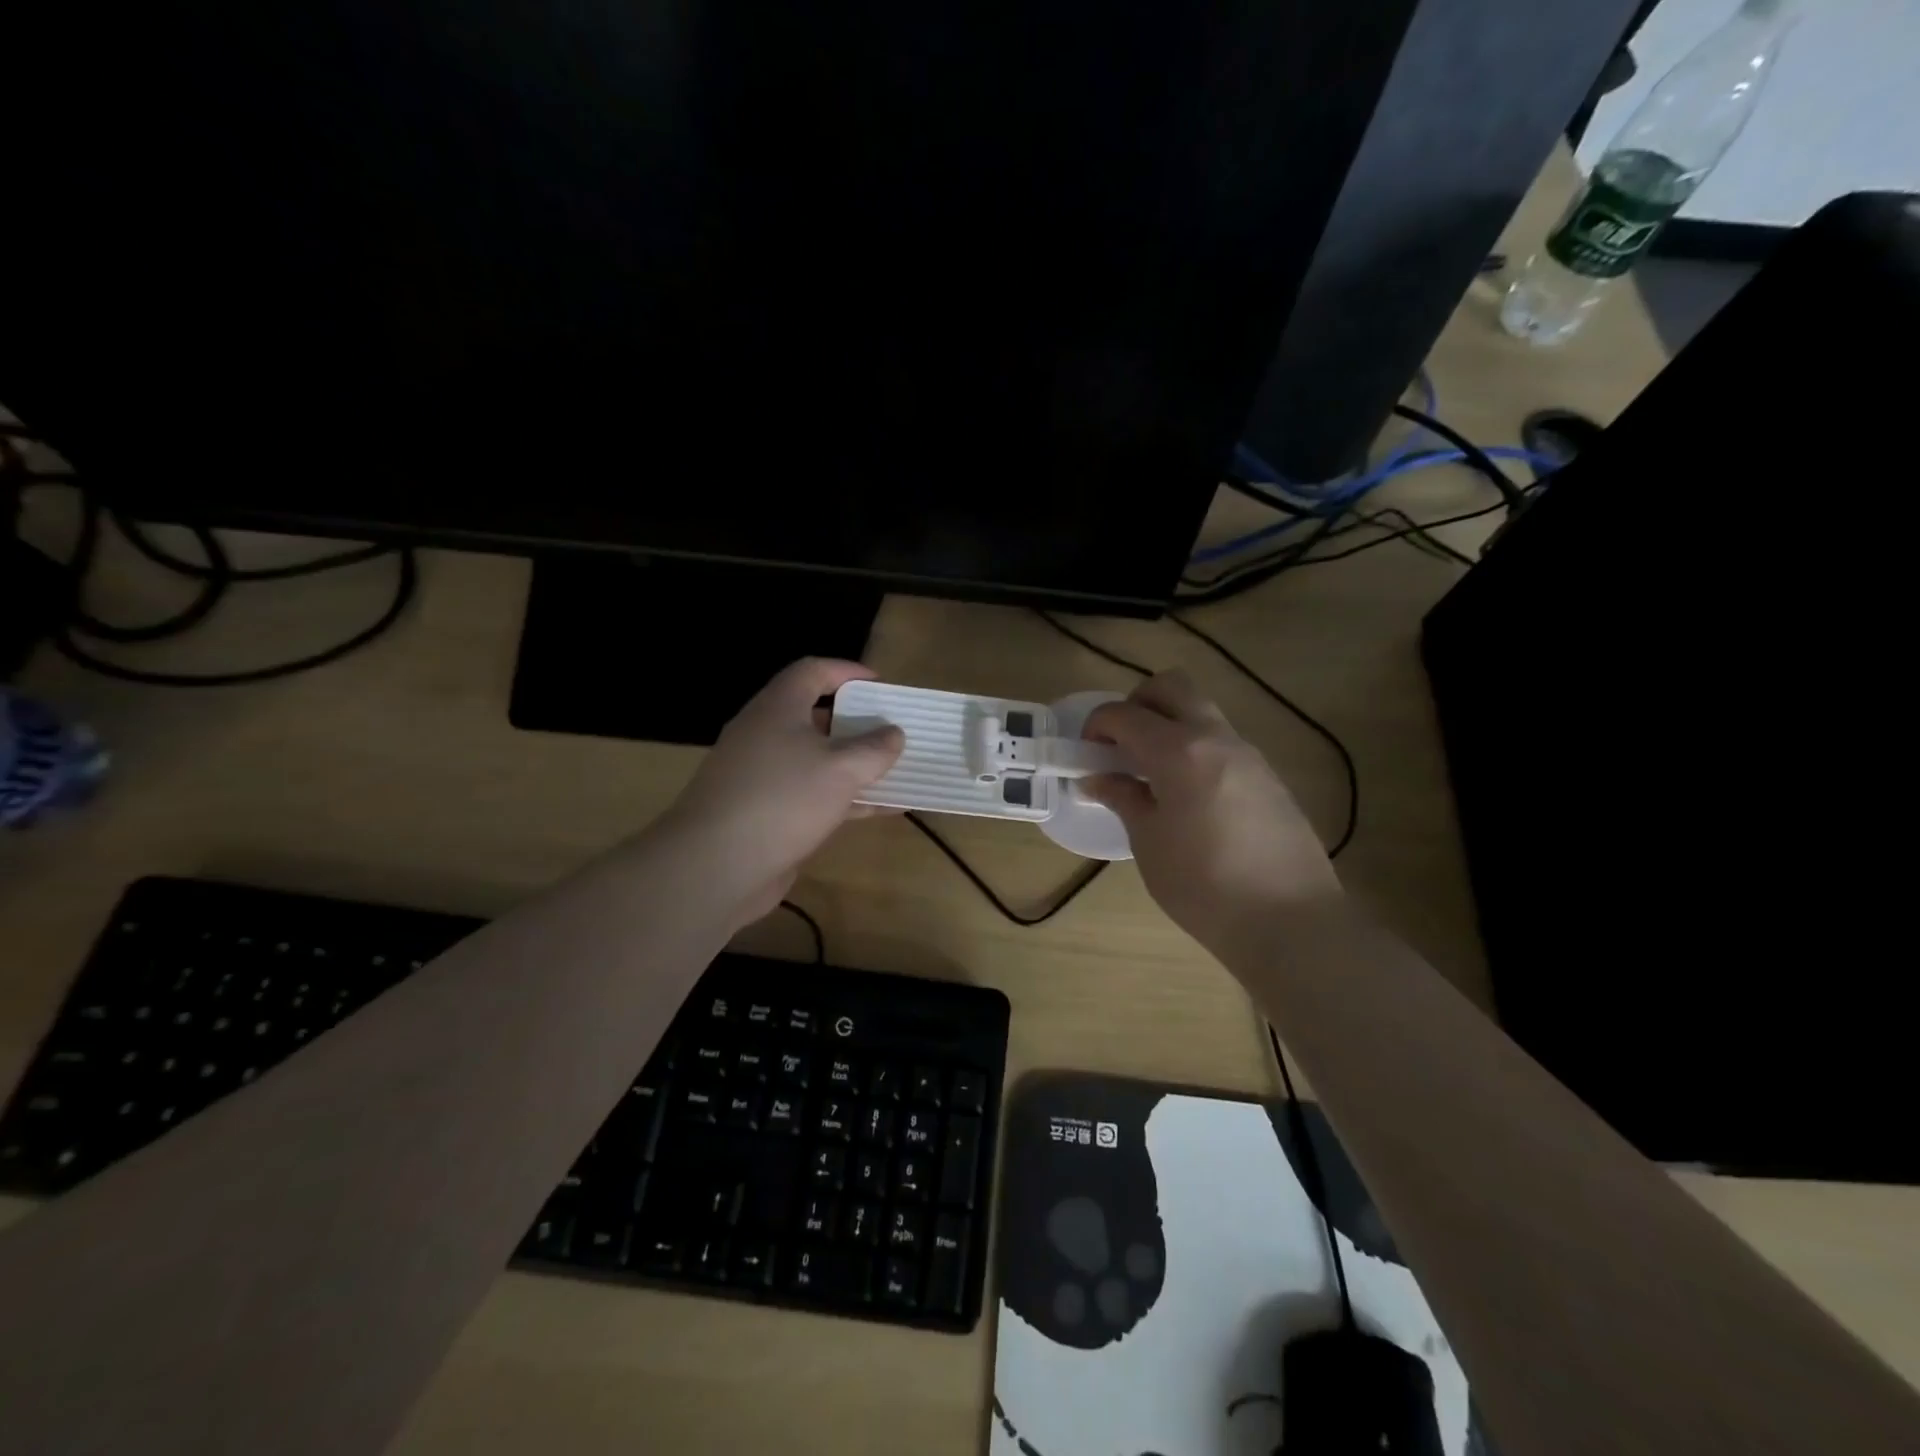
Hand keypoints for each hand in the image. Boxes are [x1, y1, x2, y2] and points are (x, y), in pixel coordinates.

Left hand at [661, 658, 903, 923]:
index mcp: (777, 708)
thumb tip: (894, 734)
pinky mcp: (764, 813)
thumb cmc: (783, 799)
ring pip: (815, 760)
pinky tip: (881, 810)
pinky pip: (812, 795)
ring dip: (854, 765)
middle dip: (856, 723)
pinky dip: (844, 798)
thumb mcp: (841, 769)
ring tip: (895, 770)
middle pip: (815, 717)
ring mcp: (762, 776)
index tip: (880, 685)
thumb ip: (873, 749)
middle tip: (891, 731)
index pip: (812, 671)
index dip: (847, 672)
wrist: (716, 865)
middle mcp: (765, 735)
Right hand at [1080, 671, 1341, 952]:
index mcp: (1179, 752)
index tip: (1085, 752)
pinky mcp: (1269, 777)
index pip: (1125, 714)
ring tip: (1151, 776)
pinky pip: (1222, 743)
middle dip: (1137, 703)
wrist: (1291, 922)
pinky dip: (1195, 750)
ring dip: (1169, 726)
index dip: (1096, 725)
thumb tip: (1098, 778)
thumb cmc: (1204, 886)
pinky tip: (1188, 798)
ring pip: (1201, 712)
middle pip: (1172, 686)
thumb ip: (1124, 799)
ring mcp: (1249, 755)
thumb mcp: (1149, 843)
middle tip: (1121, 744)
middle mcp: (1216, 739)